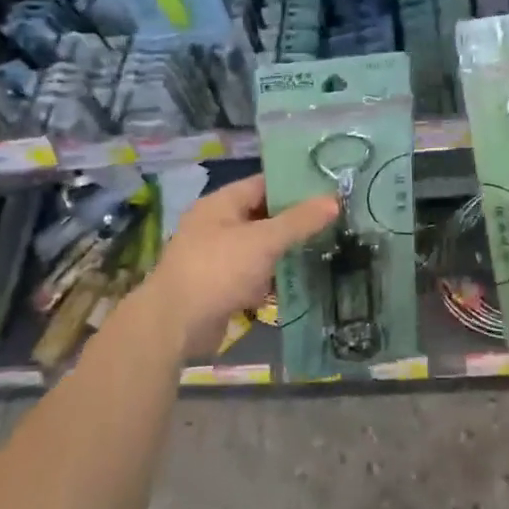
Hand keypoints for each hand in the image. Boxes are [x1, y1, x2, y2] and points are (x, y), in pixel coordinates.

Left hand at [139, 175, 338, 354]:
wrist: (174, 325)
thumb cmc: (218, 270)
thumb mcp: (263, 241)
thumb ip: (299, 221)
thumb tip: (335, 200)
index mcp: (221, 203)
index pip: (264, 183)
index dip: (295, 185)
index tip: (329, 189)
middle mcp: (217, 225)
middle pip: (263, 215)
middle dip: (295, 220)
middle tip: (335, 220)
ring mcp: (217, 257)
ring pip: (260, 247)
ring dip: (286, 251)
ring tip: (327, 248)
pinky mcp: (220, 286)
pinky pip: (253, 274)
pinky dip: (273, 277)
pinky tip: (301, 280)